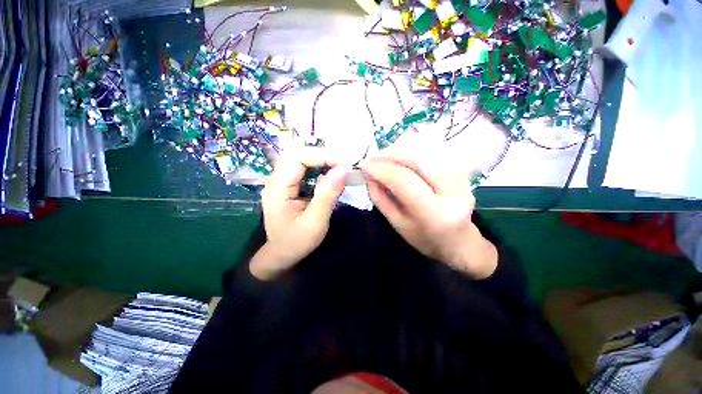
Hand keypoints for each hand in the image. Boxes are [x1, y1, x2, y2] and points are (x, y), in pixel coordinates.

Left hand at [250, 148, 347, 279]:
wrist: (282, 254)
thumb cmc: (297, 242)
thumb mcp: (315, 223)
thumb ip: (327, 195)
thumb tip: (343, 169)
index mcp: (277, 188)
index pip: (297, 158)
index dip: (322, 155)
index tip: (344, 162)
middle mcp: (276, 179)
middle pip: (296, 153)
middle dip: (322, 154)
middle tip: (344, 161)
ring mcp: (281, 181)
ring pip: (299, 157)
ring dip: (320, 157)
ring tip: (340, 163)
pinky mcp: (289, 184)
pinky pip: (303, 167)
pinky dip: (318, 164)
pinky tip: (330, 169)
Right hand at [363, 137, 496, 278]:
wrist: (459, 240)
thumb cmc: (425, 238)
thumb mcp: (397, 224)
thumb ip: (380, 198)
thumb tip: (368, 173)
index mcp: (435, 213)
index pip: (405, 180)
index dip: (381, 169)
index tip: (363, 166)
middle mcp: (454, 190)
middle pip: (417, 156)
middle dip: (389, 153)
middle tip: (372, 158)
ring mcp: (462, 175)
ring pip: (426, 146)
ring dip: (400, 147)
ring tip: (384, 157)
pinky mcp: (462, 167)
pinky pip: (433, 147)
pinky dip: (412, 146)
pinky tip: (401, 155)